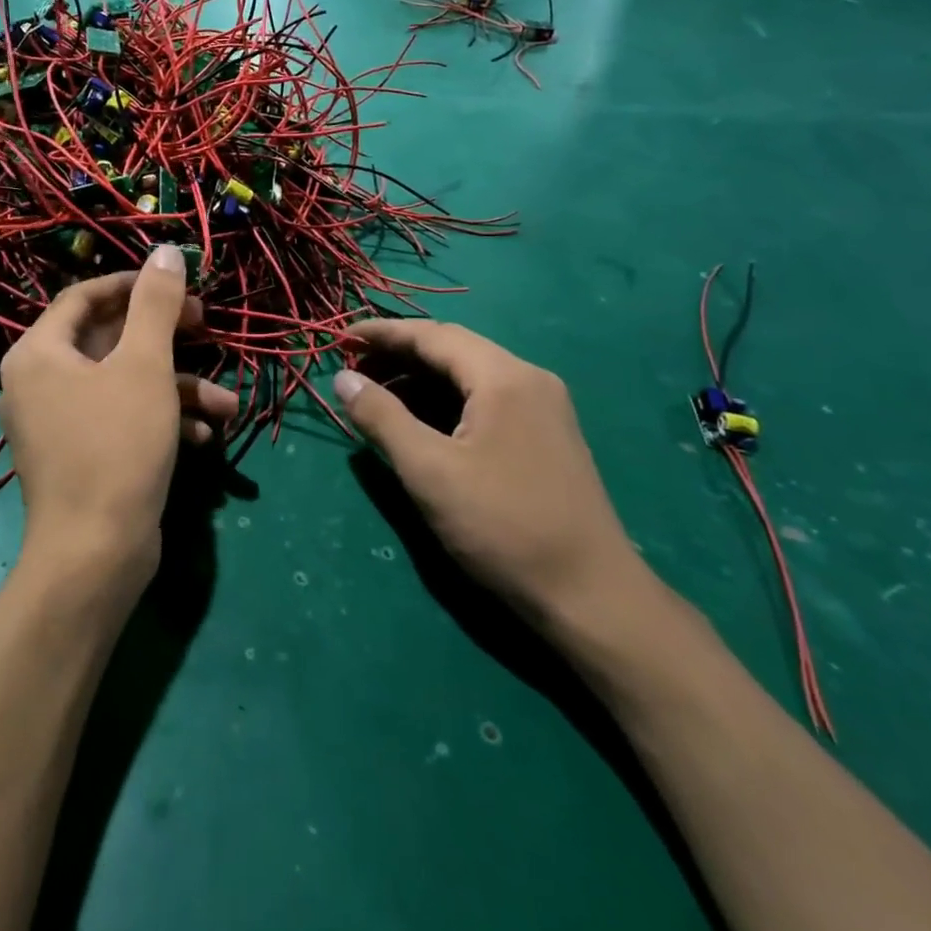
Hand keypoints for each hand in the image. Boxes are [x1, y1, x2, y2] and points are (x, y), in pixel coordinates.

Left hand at [0, 246, 237, 583]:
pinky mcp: (80, 456)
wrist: (95, 554)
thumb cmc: (117, 444)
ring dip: (177, 387)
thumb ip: (156, 304)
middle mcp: (40, 383)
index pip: (84, 296)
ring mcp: (58, 423)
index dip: (133, 285)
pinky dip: (161, 419)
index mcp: (40, 353)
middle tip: (207, 329)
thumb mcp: (145, 365)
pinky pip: (121, 419)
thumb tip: (165, 251)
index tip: (178, 286)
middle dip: (166, 339)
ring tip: (227, 402)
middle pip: (107, 339)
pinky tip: (203, 434)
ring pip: (123, 384)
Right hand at [334, 320, 642, 624]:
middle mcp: (528, 379)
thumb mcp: (430, 471)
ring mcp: (542, 408)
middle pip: (452, 349)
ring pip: (469, 376)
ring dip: (420, 380)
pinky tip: (419, 424)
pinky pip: (485, 400)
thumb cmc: (503, 526)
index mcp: (504, 376)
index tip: (339, 340)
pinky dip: (445, 402)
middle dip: (398, 355)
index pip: (432, 335)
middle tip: (352, 372)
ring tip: (377, 398)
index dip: (381, 334)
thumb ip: (382, 417)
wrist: (591, 596)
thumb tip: (343, 379)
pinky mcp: (545, 436)